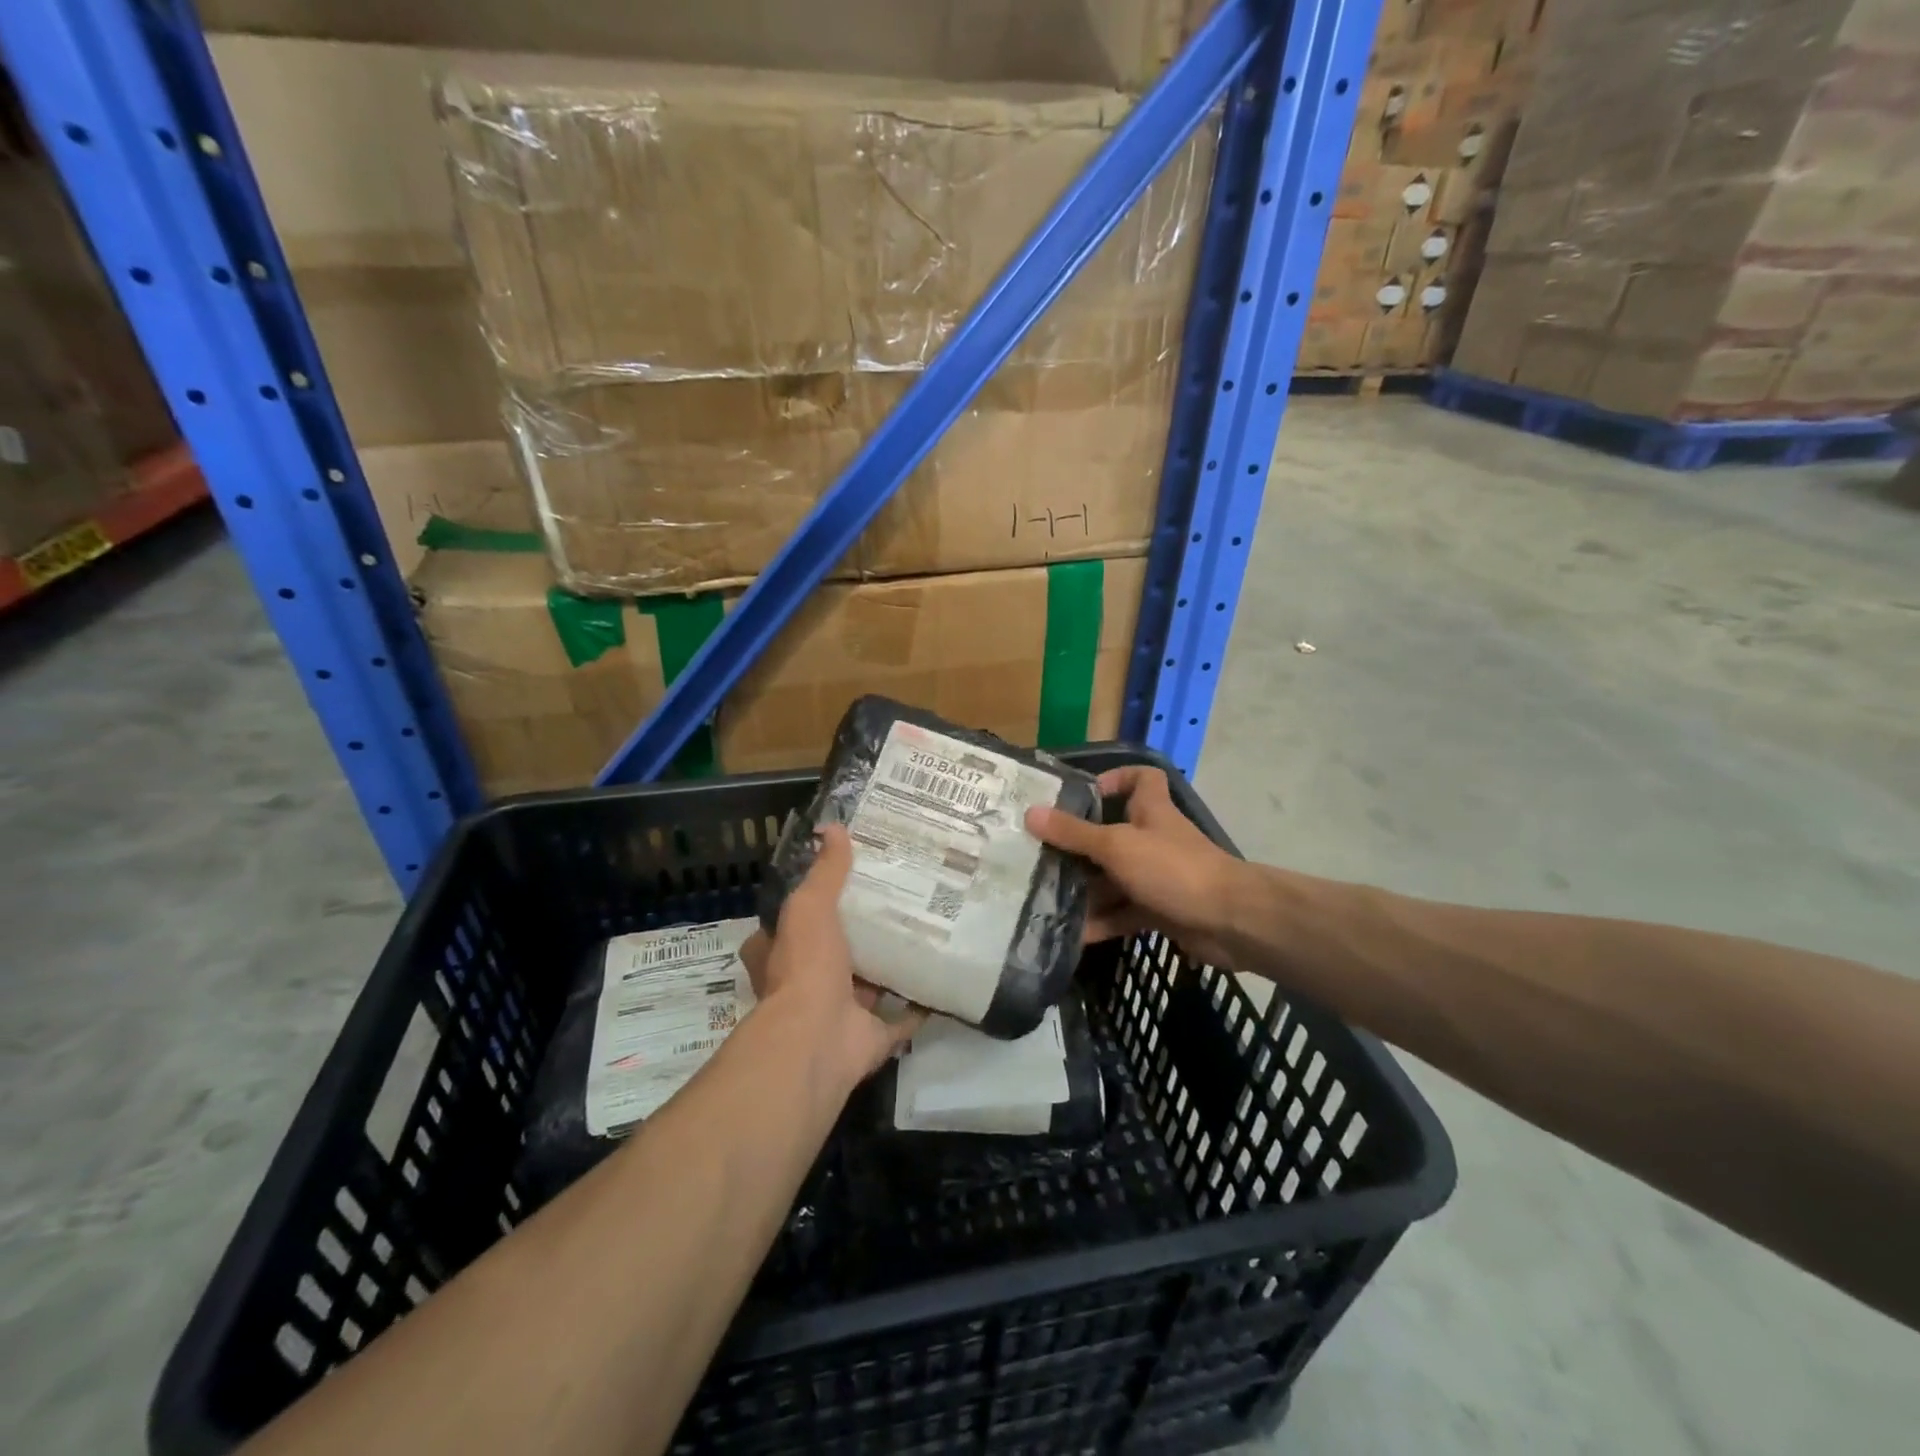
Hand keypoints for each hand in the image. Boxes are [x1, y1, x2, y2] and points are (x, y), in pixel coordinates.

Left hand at [737, 825, 924, 1094]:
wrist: (817, 1038)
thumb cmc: (805, 966)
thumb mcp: (810, 907)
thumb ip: (825, 872)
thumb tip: (834, 828)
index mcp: (783, 955)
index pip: (792, 923)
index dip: (813, 904)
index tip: (846, 882)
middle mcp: (807, 985)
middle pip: (835, 953)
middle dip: (859, 935)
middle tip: (895, 902)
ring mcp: (840, 1014)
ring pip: (868, 985)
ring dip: (889, 967)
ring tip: (923, 932)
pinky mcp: (870, 1037)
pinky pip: (901, 1019)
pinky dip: (919, 1004)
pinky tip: (941, 978)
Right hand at [1025, 765, 1242, 966]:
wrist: (1230, 921)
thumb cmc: (1173, 869)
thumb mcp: (1116, 846)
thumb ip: (1074, 833)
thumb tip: (1030, 813)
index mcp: (1151, 811)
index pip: (1141, 778)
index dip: (1115, 778)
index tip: (1083, 794)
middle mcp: (1154, 840)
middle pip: (1113, 834)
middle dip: (1080, 846)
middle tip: (1041, 856)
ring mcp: (1158, 877)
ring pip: (1114, 878)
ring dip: (1085, 889)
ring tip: (1045, 897)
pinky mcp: (1160, 910)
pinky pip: (1123, 912)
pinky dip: (1101, 922)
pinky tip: (1072, 933)